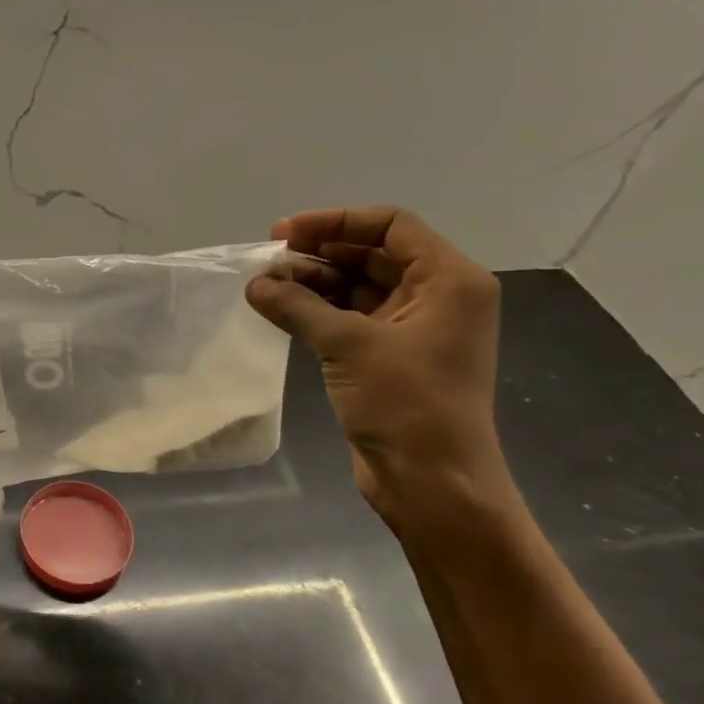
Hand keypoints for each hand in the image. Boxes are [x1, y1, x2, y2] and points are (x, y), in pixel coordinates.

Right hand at [245, 207, 505, 519]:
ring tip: (267, 285)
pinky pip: (352, 317)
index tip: (285, 233)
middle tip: (269, 259)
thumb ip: (298, 306)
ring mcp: (414, 328)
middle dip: (320, 252)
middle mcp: (437, 295)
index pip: (391, 225)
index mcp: (449, 279)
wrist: (432, 482)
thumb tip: (254, 283)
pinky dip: (318, 310)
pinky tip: (281, 310)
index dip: (336, 222)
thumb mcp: (349, 345)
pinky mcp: (391, 356)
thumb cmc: (406, 403)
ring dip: (314, 282)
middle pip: (373, 254)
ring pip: (359, 286)